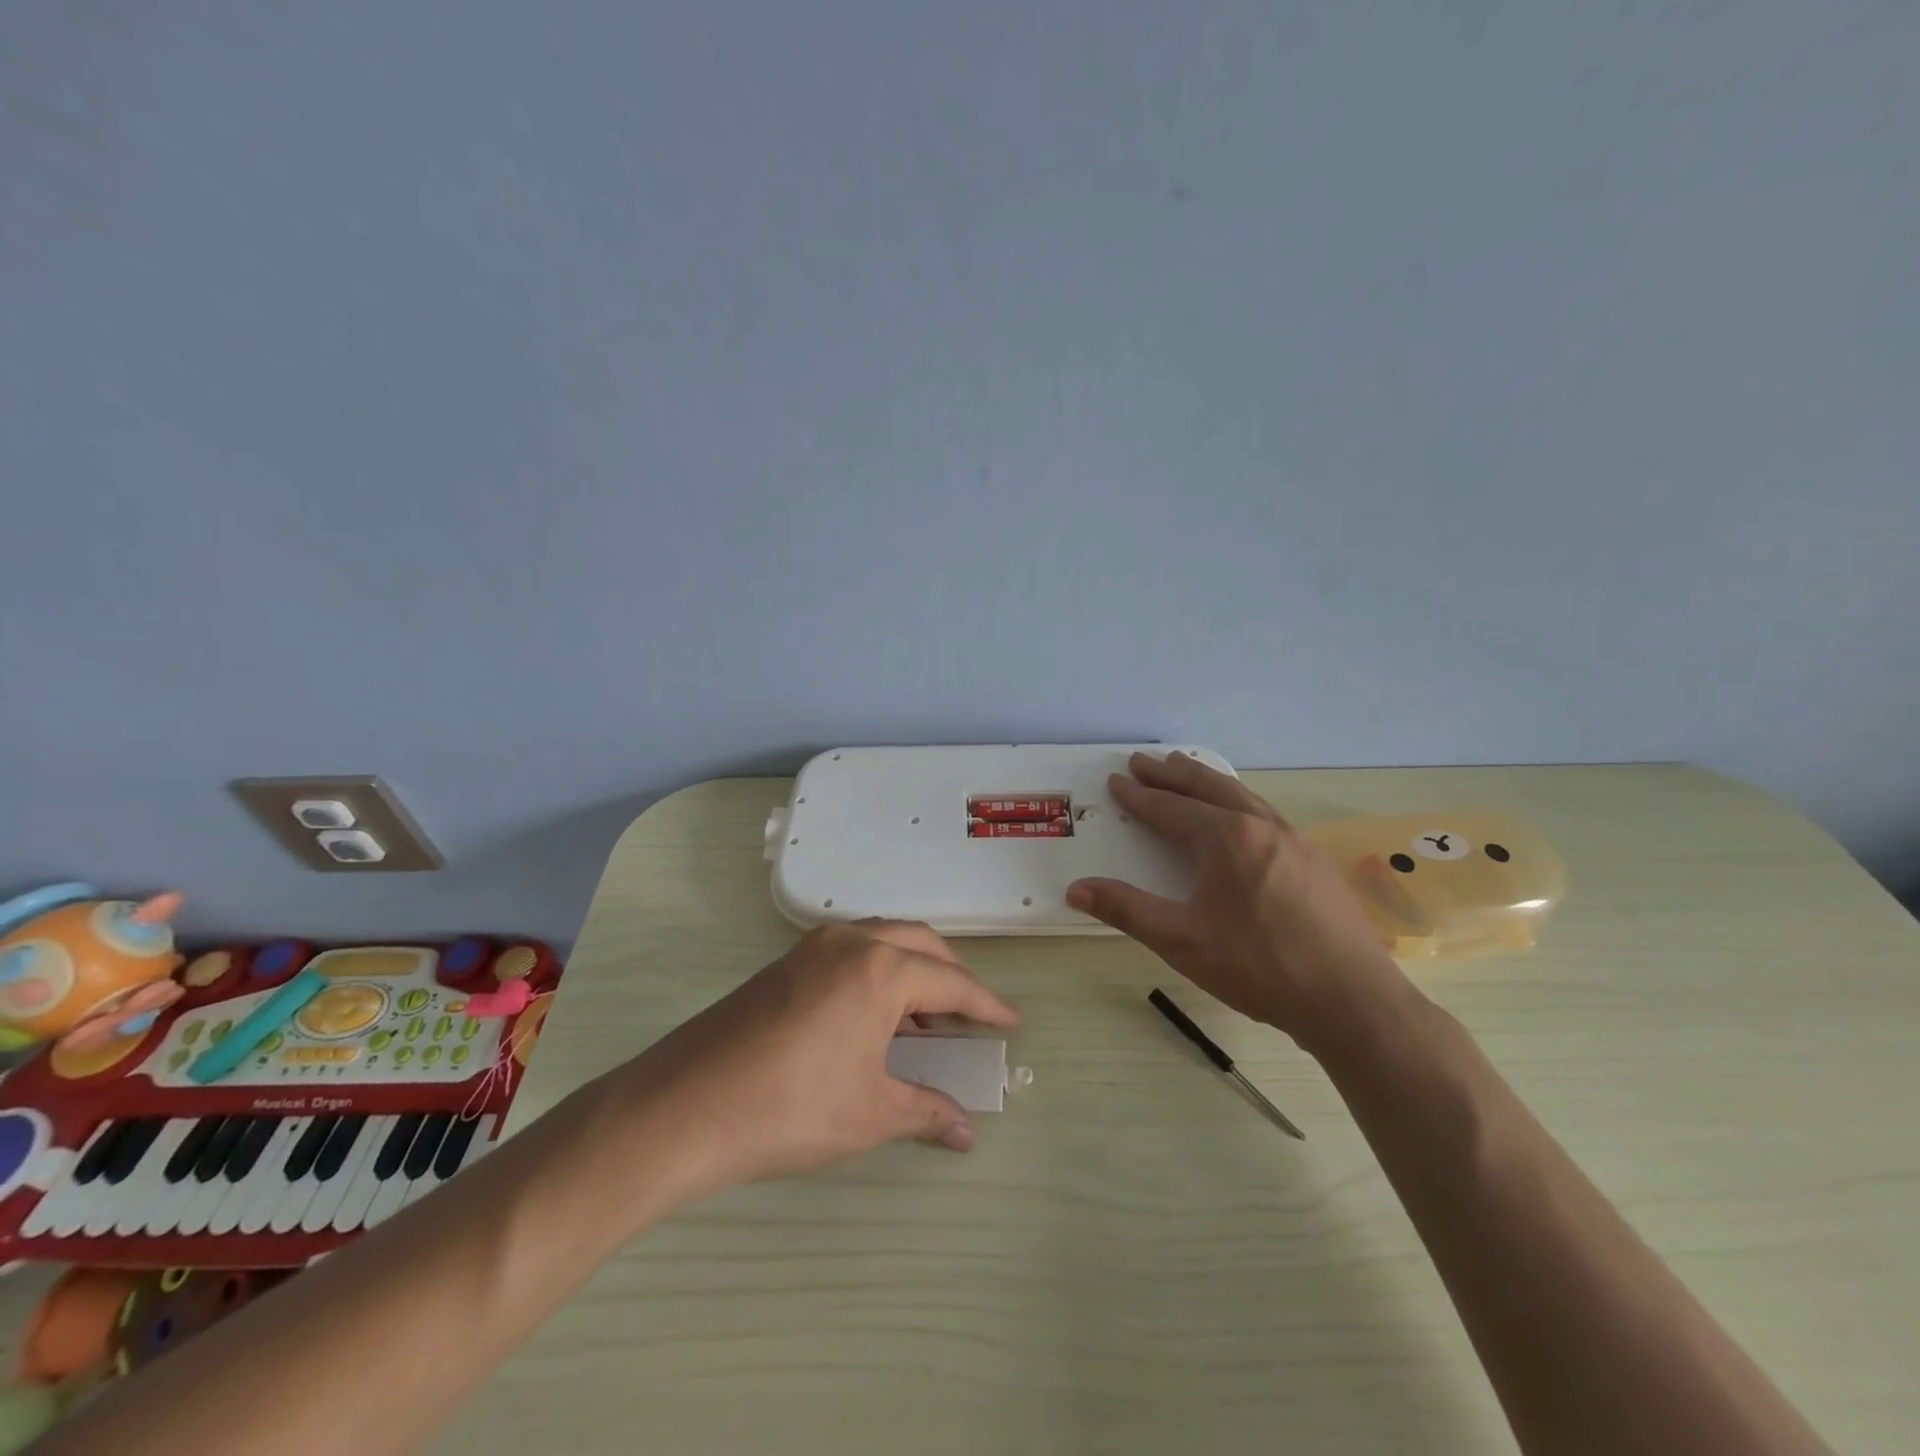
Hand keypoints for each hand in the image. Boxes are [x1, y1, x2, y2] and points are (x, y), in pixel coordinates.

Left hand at [613, 920, 1018, 1200]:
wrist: (684, 1106)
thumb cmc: (790, 1108)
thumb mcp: (869, 1114)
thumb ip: (924, 1111)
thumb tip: (965, 1132)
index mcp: (881, 969)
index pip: (952, 982)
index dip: (986, 1005)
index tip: (1011, 1021)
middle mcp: (851, 942)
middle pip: (921, 944)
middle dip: (953, 975)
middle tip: (970, 1013)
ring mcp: (813, 946)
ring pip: (884, 940)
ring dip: (913, 969)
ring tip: (925, 1017)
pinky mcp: (786, 961)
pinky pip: (852, 951)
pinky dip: (878, 971)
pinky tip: (874, 1015)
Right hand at [1066, 752, 1414, 1055]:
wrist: (1350, 999)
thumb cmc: (1259, 967)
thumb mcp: (1182, 941)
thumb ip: (1127, 909)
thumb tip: (1075, 888)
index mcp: (1225, 838)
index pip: (1170, 808)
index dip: (1139, 796)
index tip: (1116, 781)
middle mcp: (1259, 825)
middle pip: (1206, 787)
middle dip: (1170, 773)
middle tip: (1142, 761)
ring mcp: (1292, 838)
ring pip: (1240, 793)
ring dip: (1205, 779)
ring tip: (1184, 767)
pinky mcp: (1313, 858)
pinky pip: (1264, 810)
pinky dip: (1236, 797)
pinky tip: (1237, 811)